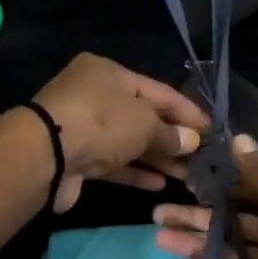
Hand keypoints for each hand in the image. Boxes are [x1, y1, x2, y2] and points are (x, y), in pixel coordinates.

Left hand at [31, 54, 207, 213]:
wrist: (46, 156)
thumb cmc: (100, 123)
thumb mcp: (144, 122)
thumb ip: (170, 133)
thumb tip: (191, 142)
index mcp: (109, 74)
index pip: (159, 91)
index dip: (186, 111)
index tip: (211, 130)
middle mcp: (95, 97)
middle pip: (143, 117)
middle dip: (173, 138)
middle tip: (201, 158)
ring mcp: (85, 129)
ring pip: (129, 143)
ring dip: (158, 159)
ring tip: (187, 175)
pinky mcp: (79, 159)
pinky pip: (115, 164)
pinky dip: (137, 172)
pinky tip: (160, 185)